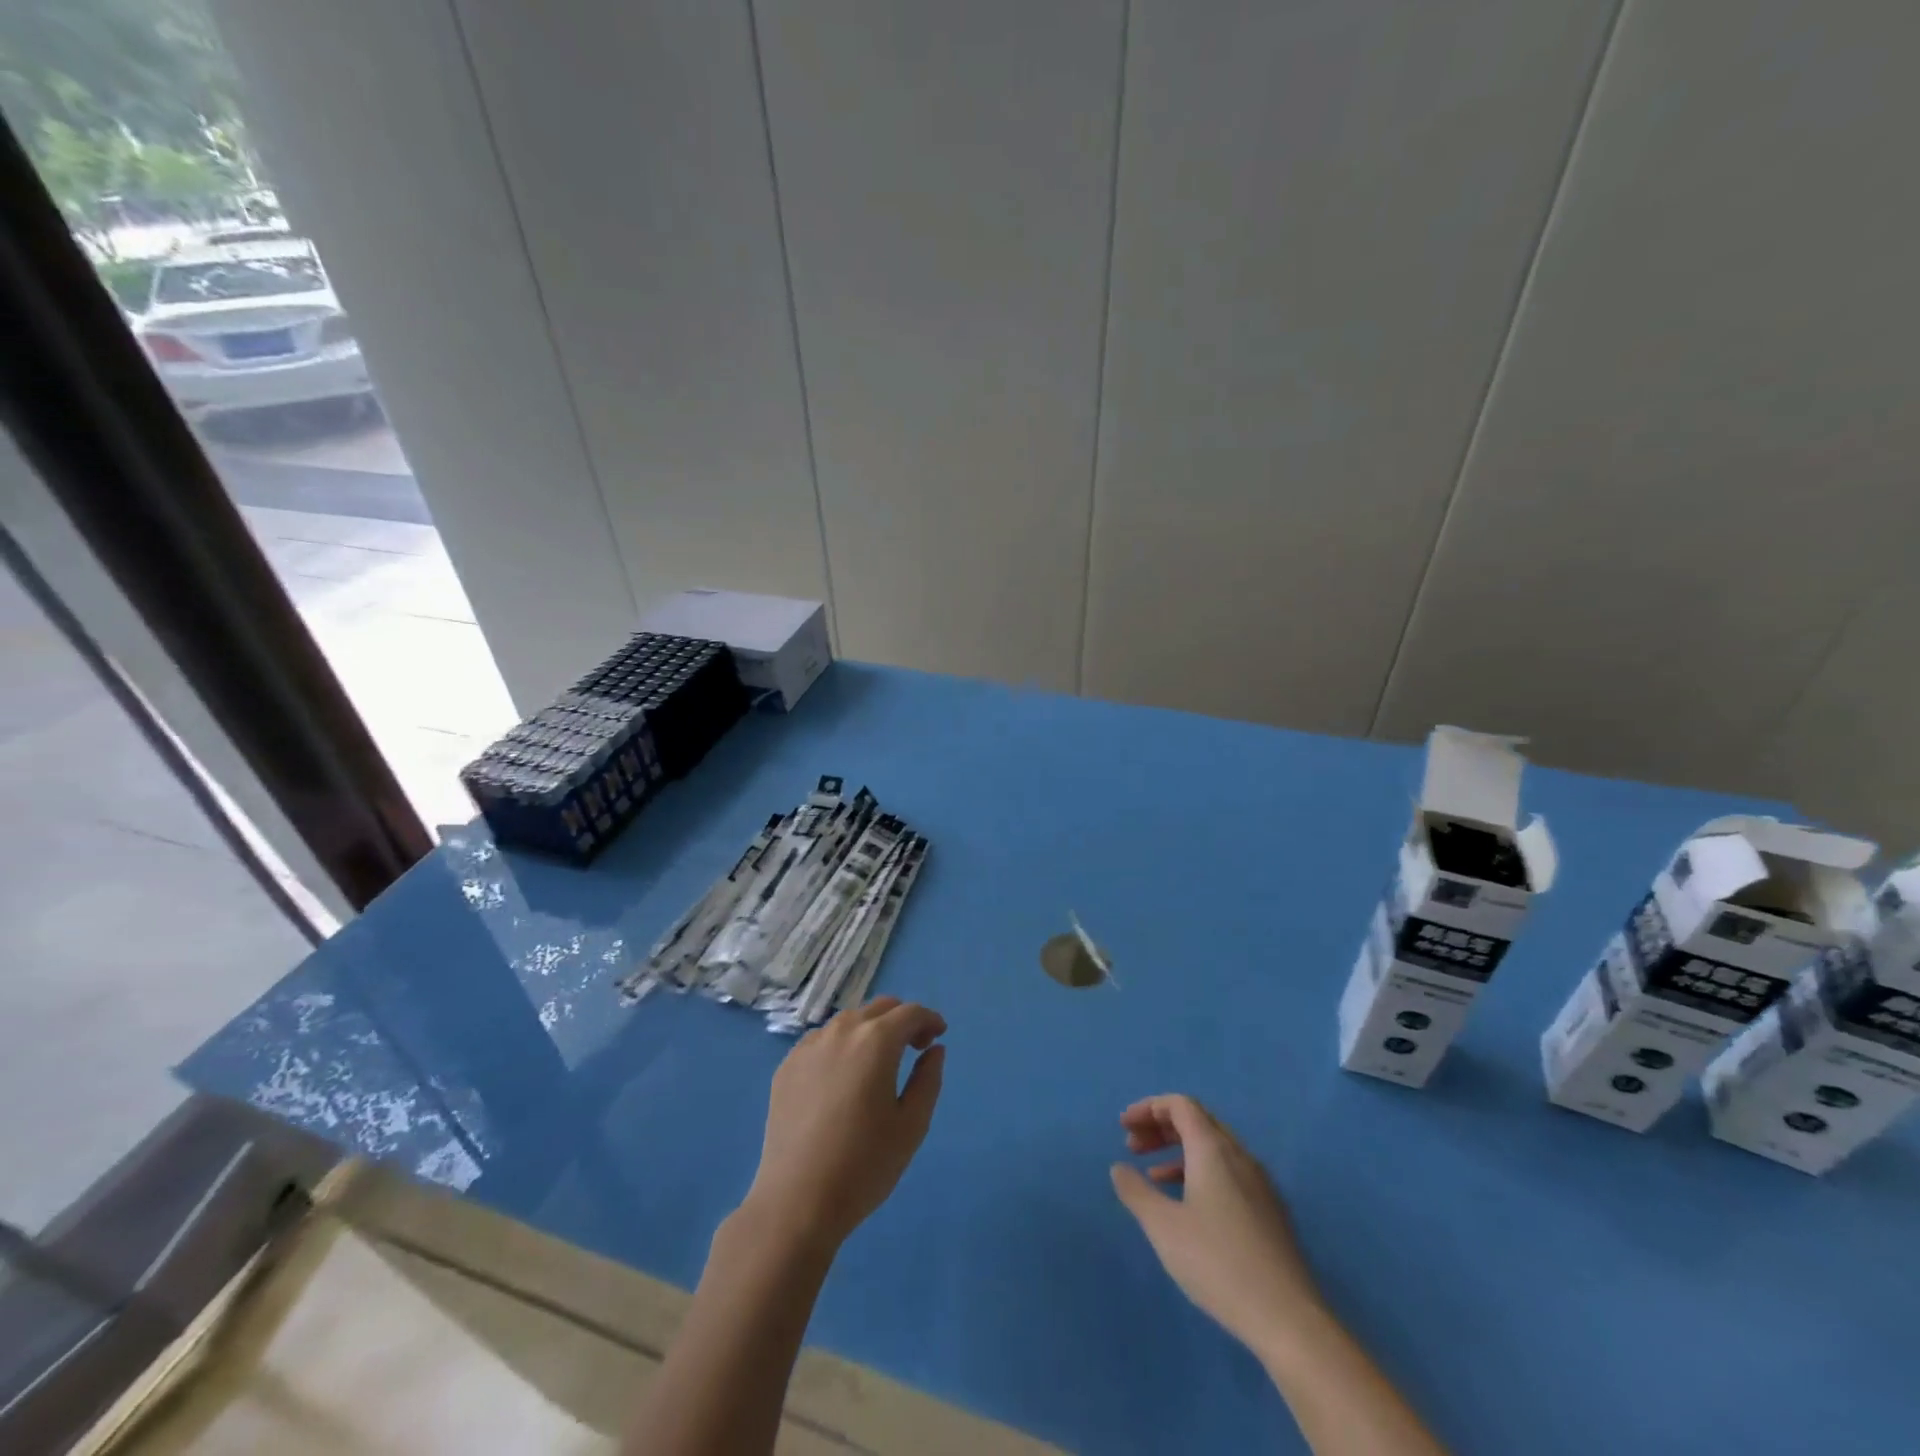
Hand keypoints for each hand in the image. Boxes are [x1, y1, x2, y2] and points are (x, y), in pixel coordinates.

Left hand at [741, 996, 946, 1252]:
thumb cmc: (864, 1164)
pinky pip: (822, 1040)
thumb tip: (934, 1050)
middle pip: (879, 1008)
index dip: (930, 1020)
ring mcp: (809, 1046)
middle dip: (902, 1020)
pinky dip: (842, 1045)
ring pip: (849, 1021)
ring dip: (871, 1030)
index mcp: (876, 1040)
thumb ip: (929, 1079)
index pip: (910, 1013)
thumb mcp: (912, 1125)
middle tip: (914, 1048)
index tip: (939, 1036)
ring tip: (879, 1062)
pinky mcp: (787, 1065)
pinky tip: (844, 1076)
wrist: (797, 1200)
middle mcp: (841, 1031)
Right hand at [1110, 1094, 1324, 1360]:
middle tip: (1132, 1146)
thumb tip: (1120, 1168)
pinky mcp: (1270, 1212)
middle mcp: (1240, 1156)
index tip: (1123, 1127)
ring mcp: (1260, 1184)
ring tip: (1151, 1175)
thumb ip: (1136, 1191)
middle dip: (1161, 1127)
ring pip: (1214, 1148)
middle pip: (1197, 1121)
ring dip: (1179, 1151)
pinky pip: (1228, 1172)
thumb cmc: (1217, 1263)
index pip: (1180, 1105)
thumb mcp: (1163, 1227)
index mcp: (1213, 1149)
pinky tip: (1186, 1206)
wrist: (1288, 1319)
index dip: (1148, 1108)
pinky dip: (1199, 1173)